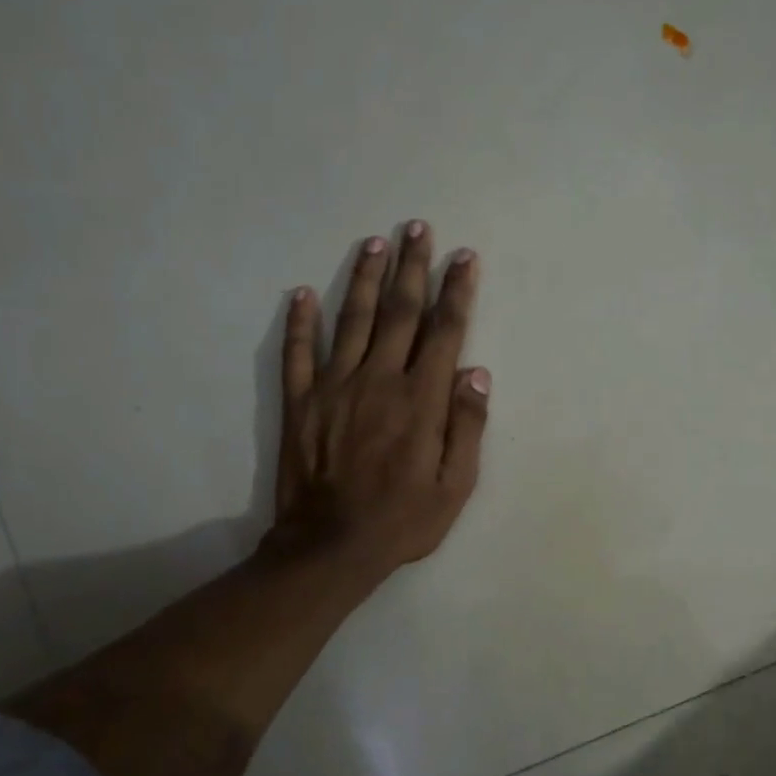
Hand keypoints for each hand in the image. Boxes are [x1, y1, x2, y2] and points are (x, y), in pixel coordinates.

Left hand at [268, 223, 487, 584]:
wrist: (330, 547)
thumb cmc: (404, 520)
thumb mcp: (455, 485)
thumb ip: (467, 425)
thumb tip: (477, 372)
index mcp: (421, 400)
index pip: (444, 332)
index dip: (456, 291)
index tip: (464, 257)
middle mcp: (379, 380)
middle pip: (400, 312)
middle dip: (413, 268)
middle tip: (418, 228)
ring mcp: (334, 387)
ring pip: (353, 320)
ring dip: (366, 279)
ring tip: (376, 244)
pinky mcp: (300, 402)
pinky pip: (298, 353)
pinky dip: (300, 322)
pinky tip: (303, 294)